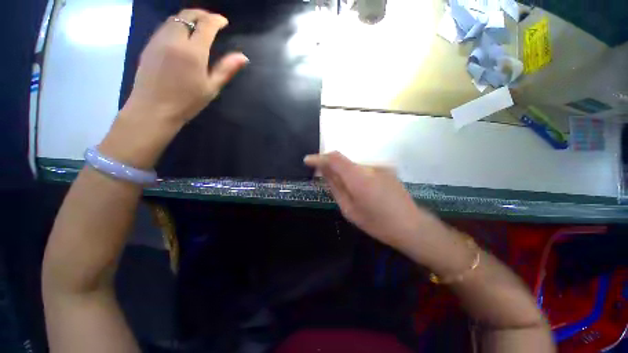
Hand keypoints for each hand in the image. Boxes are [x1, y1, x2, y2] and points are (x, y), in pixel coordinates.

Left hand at [124, 9, 248, 125]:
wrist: (153, 108)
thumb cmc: (187, 101)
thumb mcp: (211, 87)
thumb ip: (226, 69)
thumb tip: (243, 57)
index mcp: (193, 51)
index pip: (206, 25)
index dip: (217, 20)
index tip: (224, 22)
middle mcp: (174, 39)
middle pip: (188, 15)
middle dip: (202, 14)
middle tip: (212, 20)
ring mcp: (159, 40)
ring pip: (175, 18)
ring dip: (189, 17)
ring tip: (198, 25)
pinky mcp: (150, 44)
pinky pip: (165, 26)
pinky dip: (177, 24)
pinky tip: (182, 34)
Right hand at [304, 152, 445, 248]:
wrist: (411, 226)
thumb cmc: (377, 223)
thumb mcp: (349, 209)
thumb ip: (336, 187)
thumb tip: (324, 172)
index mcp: (358, 178)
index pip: (334, 159)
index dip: (319, 158)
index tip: (308, 161)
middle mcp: (369, 167)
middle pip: (343, 161)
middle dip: (331, 167)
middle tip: (324, 178)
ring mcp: (380, 167)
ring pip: (354, 165)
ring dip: (344, 172)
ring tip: (347, 190)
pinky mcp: (386, 170)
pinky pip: (364, 169)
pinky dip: (356, 175)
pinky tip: (362, 191)